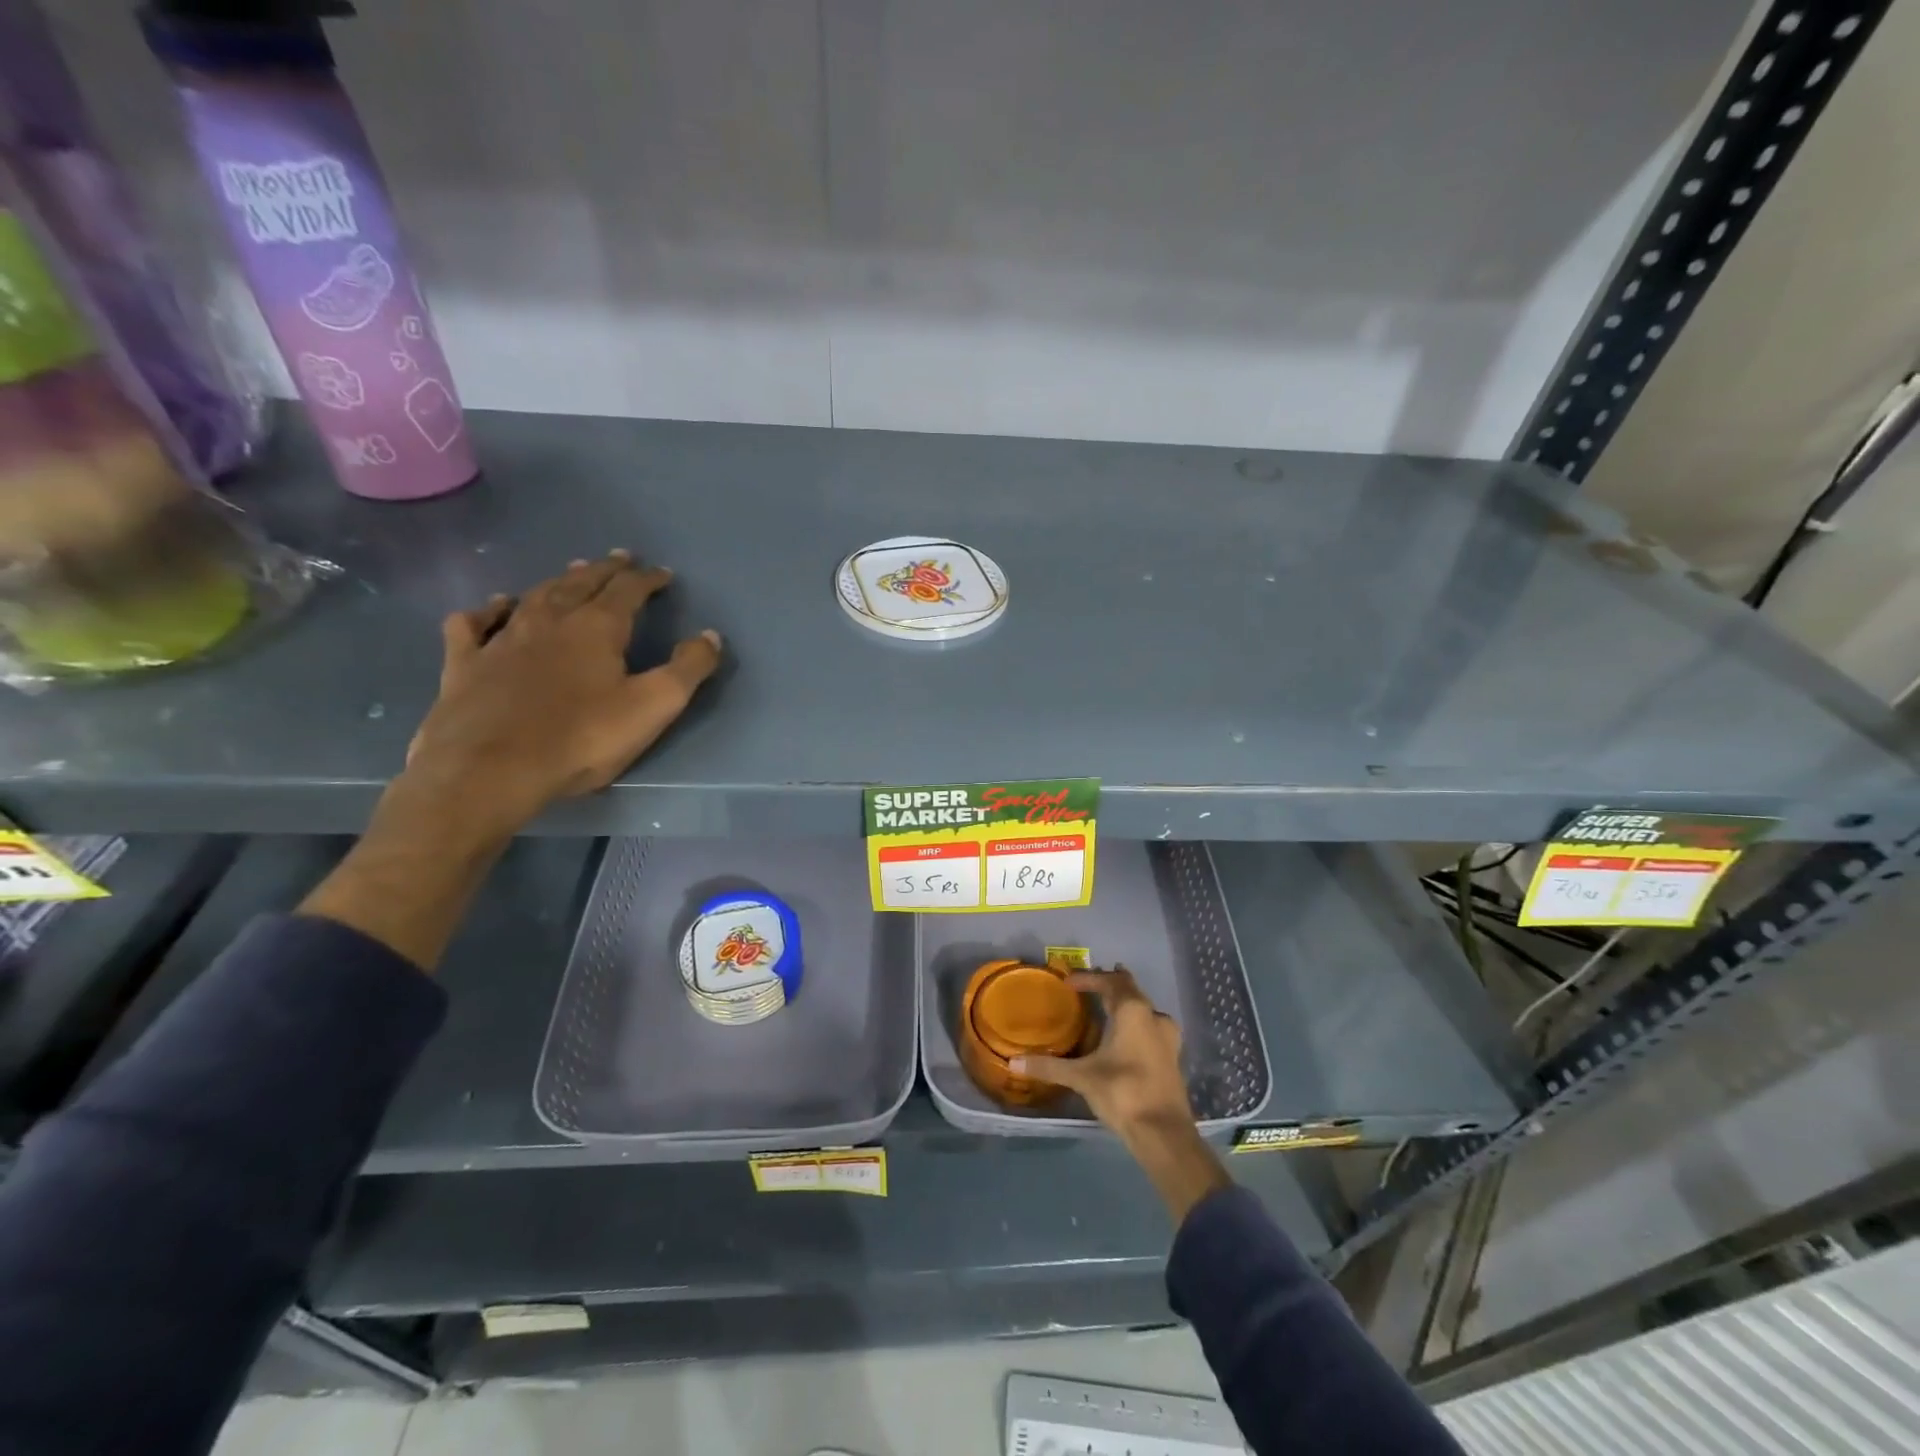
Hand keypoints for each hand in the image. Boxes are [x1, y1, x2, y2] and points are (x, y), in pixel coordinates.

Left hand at [403, 550, 722, 842]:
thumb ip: (688, 669)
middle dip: (605, 570)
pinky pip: (474, 623)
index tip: (663, 574)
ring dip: (558, 581)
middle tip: (620, 559)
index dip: (648, 580)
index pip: (628, 591)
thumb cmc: (582, 739)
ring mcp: (502, 639)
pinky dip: (488, 610)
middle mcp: (549, 620)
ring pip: (535, 596)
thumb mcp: (654, 707)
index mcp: (597, 628)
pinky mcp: (465, 663)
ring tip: (572, 573)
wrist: (490, 770)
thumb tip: (710, 635)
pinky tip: (496, 607)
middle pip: (581, 583)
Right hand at [1012, 968, 1191, 1139]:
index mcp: (1133, 1011)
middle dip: (1109, 985)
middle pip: (1130, 990)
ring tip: (1106, 1006)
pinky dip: (1136, 1023)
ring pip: (1144, 1008)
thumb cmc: (1123, 1093)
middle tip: (1088, 985)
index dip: (1089, 978)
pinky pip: (1151, 1027)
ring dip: (1125, 1004)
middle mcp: (1153, 1016)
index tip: (1068, 982)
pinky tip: (1125, 1037)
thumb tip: (1014, 1062)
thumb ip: (1048, 1067)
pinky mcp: (1173, 1056)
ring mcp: (1168, 1037)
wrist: (1164, 1134)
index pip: (1109, 982)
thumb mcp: (1082, 1077)